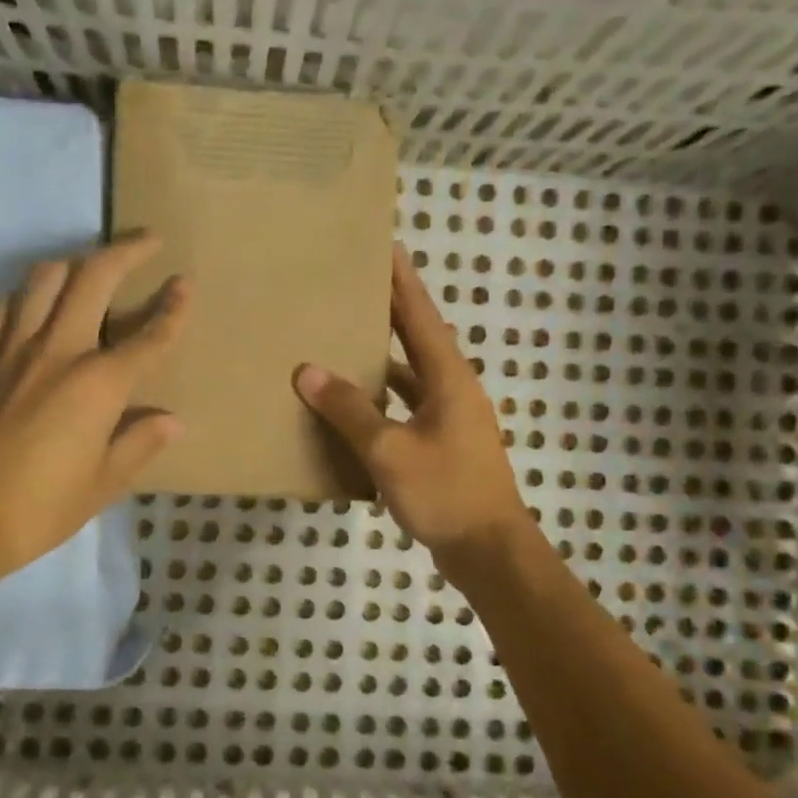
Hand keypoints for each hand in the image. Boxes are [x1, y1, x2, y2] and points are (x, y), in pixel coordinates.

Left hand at [0, 236, 190, 575]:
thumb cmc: (38, 509)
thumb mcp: (102, 484)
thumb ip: (138, 444)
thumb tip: (171, 421)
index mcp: (98, 384)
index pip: (147, 337)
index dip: (172, 310)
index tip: (185, 284)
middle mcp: (58, 351)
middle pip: (93, 278)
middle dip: (126, 252)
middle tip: (147, 240)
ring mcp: (12, 350)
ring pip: (43, 279)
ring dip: (74, 263)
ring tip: (91, 268)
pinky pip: (4, 309)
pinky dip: (25, 297)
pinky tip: (33, 308)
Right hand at [293, 243, 533, 577]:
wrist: (489, 550)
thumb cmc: (445, 492)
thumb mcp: (389, 451)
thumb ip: (349, 410)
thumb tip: (308, 371)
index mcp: (449, 379)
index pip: (421, 316)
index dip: (403, 281)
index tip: (386, 246)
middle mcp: (454, 390)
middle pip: (418, 341)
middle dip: (390, 313)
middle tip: (354, 289)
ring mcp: (451, 420)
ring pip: (412, 379)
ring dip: (383, 361)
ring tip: (344, 344)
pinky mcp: (443, 447)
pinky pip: (408, 411)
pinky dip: (383, 404)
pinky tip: (354, 411)